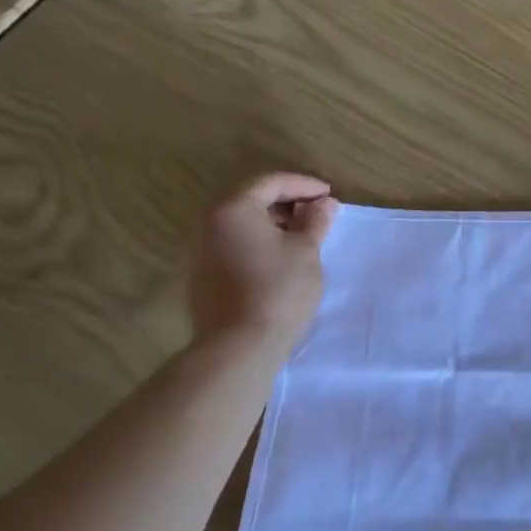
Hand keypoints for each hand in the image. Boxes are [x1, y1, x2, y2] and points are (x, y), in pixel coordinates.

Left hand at [190, 173, 338, 346]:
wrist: (237, 348)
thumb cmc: (277, 290)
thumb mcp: (306, 250)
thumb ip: (316, 220)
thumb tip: (325, 203)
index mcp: (233, 209)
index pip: (271, 183)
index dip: (304, 185)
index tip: (329, 195)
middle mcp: (209, 223)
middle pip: (252, 199)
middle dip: (287, 202)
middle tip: (317, 213)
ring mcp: (200, 251)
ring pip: (242, 224)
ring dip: (273, 223)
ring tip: (303, 236)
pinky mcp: (201, 275)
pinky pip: (233, 244)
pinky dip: (258, 241)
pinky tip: (280, 258)